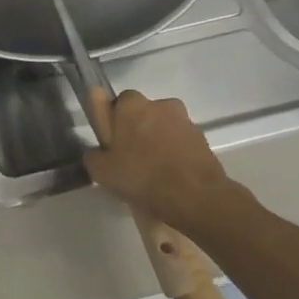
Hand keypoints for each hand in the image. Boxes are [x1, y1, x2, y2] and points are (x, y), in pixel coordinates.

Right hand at [85, 88, 240, 233]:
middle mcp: (161, 105)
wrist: (194, 197)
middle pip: (143, 114)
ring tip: (152, 172)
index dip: (113, 121)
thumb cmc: (141, 175)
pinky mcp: (204, 140)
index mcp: (133, 105)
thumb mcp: (101, 170)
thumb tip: (98, 153)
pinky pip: (181, 143)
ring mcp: (185, 122)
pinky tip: (169, 177)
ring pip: (164, 128)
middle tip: (130, 157)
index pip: (118, 102)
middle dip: (137, 130)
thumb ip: (94, 155)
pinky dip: (175, 154)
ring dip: (157, 142)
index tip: (113, 141)